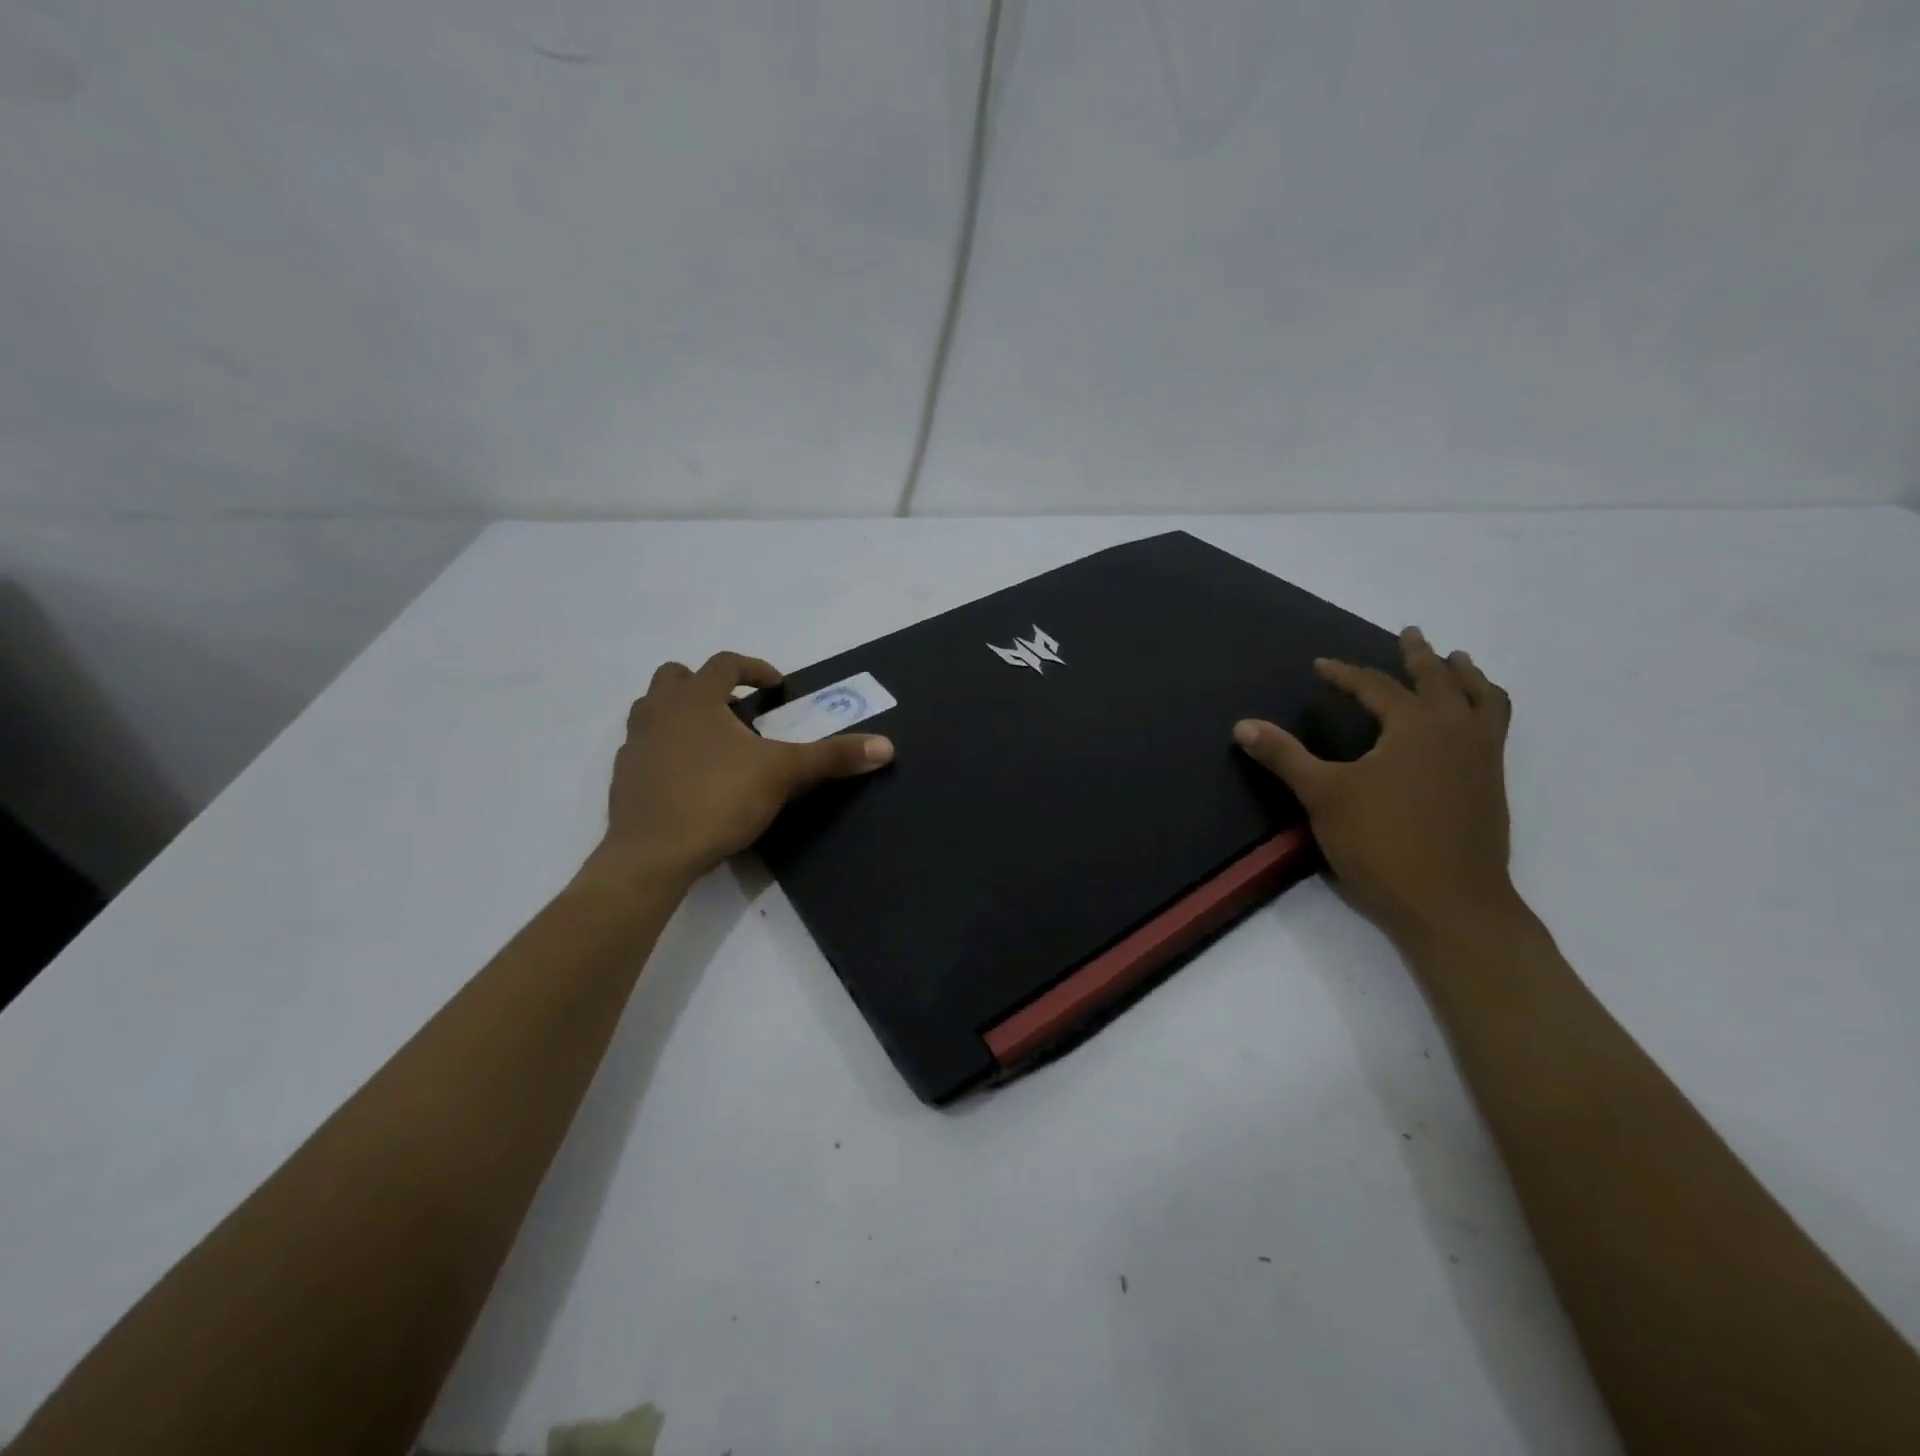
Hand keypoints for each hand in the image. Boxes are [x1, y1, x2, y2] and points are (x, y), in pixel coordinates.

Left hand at [585, 652, 892, 888]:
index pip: (726, 663)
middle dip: (706, 684)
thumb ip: (832, 757)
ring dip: (680, 713)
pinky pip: (644, 747)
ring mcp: (635, 744)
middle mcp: (660, 711)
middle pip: (676, 676)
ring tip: (711, 739)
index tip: (777, 687)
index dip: (755, 668)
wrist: (652, 854)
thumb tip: (887, 747)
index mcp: (696, 699)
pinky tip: (688, 777)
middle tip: (734, 708)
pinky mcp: (623, 776)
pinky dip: (665, 749)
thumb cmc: (718, 800)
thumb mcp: (784, 774)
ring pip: (652, 709)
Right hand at [1234, 628, 1516, 947]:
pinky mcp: (1492, 787)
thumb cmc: (1382, 843)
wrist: (1451, 904)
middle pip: (1442, 681)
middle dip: (1422, 656)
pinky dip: (1484, 709)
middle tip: (1411, 635)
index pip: (1378, 687)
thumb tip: (1243, 725)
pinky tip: (1469, 724)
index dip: (1346, 674)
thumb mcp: (1323, 796)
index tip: (1323, 665)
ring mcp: (1482, 760)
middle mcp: (1456, 732)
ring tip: (1459, 664)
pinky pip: (1495, 729)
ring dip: (1468, 678)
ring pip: (1484, 701)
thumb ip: (1285, 756)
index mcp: (1416, 727)